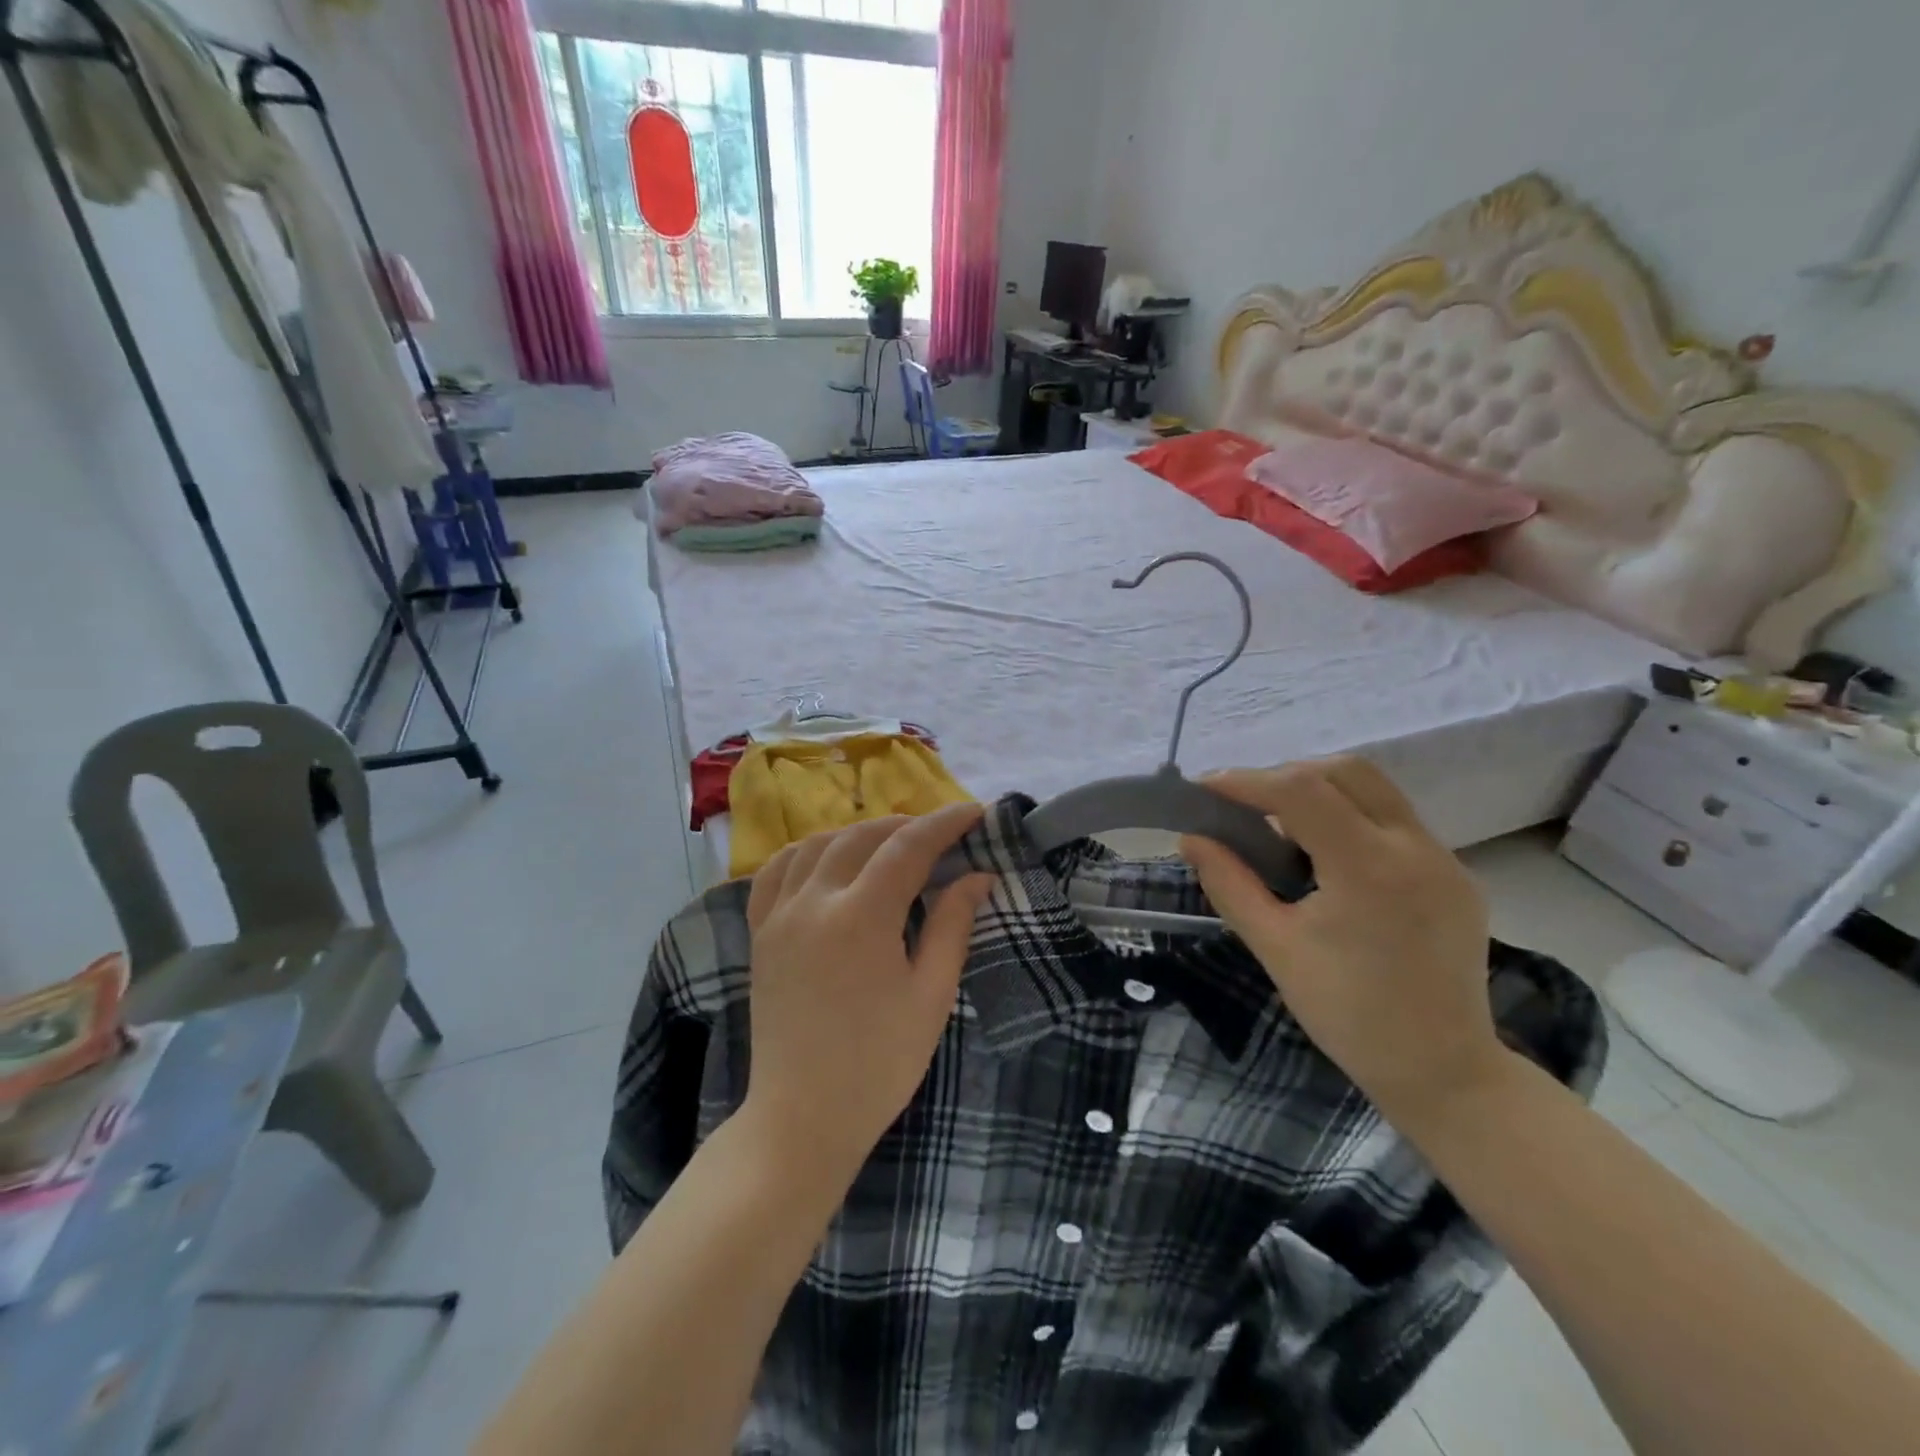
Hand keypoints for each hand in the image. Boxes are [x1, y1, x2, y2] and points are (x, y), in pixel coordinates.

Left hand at [741, 804, 993, 1182]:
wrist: (802, 1117)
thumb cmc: (879, 1064)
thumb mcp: (930, 995)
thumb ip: (953, 926)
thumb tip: (978, 876)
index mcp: (862, 917)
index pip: (908, 847)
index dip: (945, 824)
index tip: (975, 812)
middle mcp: (814, 901)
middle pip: (862, 836)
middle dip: (906, 826)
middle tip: (940, 835)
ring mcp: (779, 914)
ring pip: (817, 844)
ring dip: (858, 833)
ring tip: (889, 844)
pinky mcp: (760, 932)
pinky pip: (776, 871)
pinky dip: (805, 851)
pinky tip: (826, 858)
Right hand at [1179, 758, 1502, 1116]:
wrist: (1444, 1072)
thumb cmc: (1348, 1015)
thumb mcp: (1275, 947)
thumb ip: (1229, 884)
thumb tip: (1191, 838)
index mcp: (1370, 869)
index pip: (1301, 791)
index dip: (1247, 781)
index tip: (1205, 790)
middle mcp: (1416, 848)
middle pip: (1344, 772)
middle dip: (1284, 776)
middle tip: (1243, 807)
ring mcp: (1444, 858)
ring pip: (1374, 789)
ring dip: (1319, 791)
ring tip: (1280, 827)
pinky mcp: (1456, 874)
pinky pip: (1394, 820)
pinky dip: (1350, 817)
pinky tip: (1325, 856)